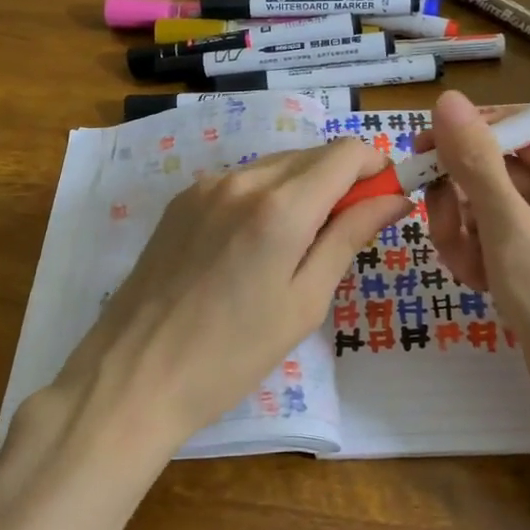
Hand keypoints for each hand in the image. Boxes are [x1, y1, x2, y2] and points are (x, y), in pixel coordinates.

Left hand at [50, 141, 410, 455]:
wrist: (134, 375)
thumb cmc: (233, 353)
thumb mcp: (304, 301)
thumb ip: (349, 237)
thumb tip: (395, 198)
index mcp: (280, 206)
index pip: (346, 154)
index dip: (376, 167)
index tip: (388, 198)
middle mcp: (243, 179)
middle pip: (312, 155)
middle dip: (343, 180)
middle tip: (349, 231)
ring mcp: (205, 186)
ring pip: (276, 165)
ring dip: (304, 188)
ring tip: (301, 245)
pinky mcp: (181, 201)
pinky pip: (241, 181)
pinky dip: (266, 196)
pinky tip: (257, 243)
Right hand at [419, 90, 529, 464]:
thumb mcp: (513, 234)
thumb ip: (477, 165)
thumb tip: (448, 101)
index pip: (519, 127)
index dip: (468, 136)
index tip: (420, 151)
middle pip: (499, 169)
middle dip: (463, 198)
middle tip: (443, 228)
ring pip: (490, 208)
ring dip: (465, 232)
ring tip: (467, 268)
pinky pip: (497, 241)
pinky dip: (479, 256)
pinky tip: (478, 285)